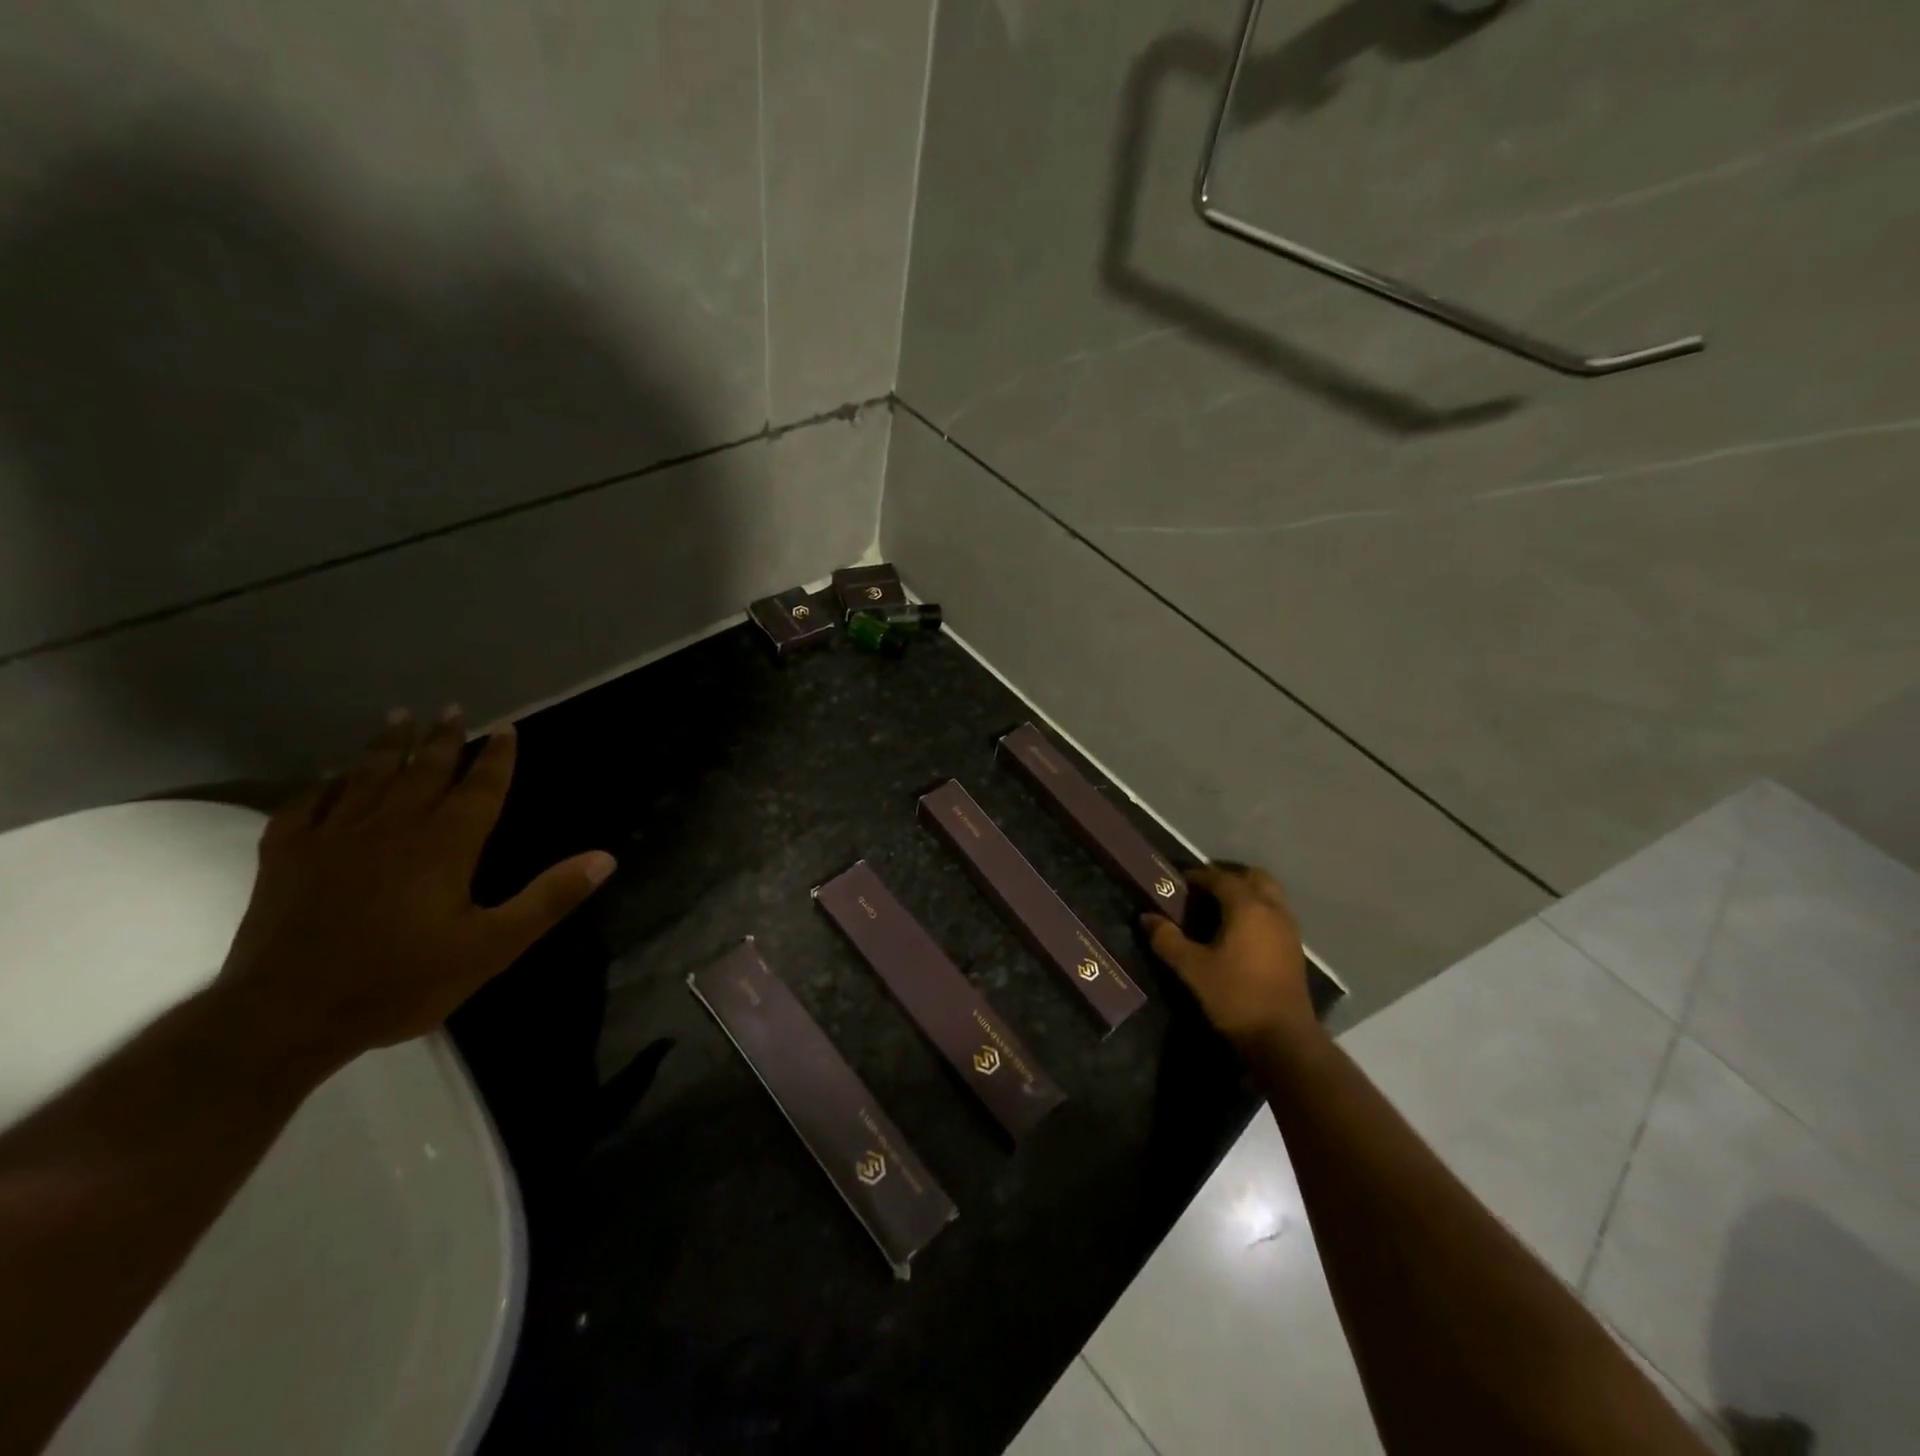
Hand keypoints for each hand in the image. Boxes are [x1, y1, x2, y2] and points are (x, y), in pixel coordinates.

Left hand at [215, 709, 615, 1076]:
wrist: (285, 1017)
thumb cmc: (401, 981)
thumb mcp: (493, 947)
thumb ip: (549, 898)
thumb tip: (605, 857)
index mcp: (444, 844)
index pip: (479, 788)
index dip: (497, 757)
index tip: (507, 728)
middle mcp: (392, 827)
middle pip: (423, 771)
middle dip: (443, 739)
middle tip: (453, 708)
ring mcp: (333, 839)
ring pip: (366, 777)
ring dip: (386, 746)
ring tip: (398, 717)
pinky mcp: (285, 858)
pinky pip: (305, 807)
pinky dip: (320, 785)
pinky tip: (328, 776)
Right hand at [1143, 864, 1315, 1050]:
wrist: (1283, 1038)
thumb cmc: (1235, 996)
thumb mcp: (1192, 968)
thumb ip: (1168, 939)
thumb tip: (1147, 918)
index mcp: (1247, 908)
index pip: (1221, 878)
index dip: (1199, 876)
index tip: (1180, 881)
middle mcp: (1272, 911)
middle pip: (1255, 878)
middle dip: (1230, 877)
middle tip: (1205, 889)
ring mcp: (1289, 930)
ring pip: (1269, 896)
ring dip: (1247, 894)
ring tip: (1220, 909)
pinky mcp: (1294, 950)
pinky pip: (1275, 915)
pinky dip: (1258, 912)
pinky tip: (1240, 933)